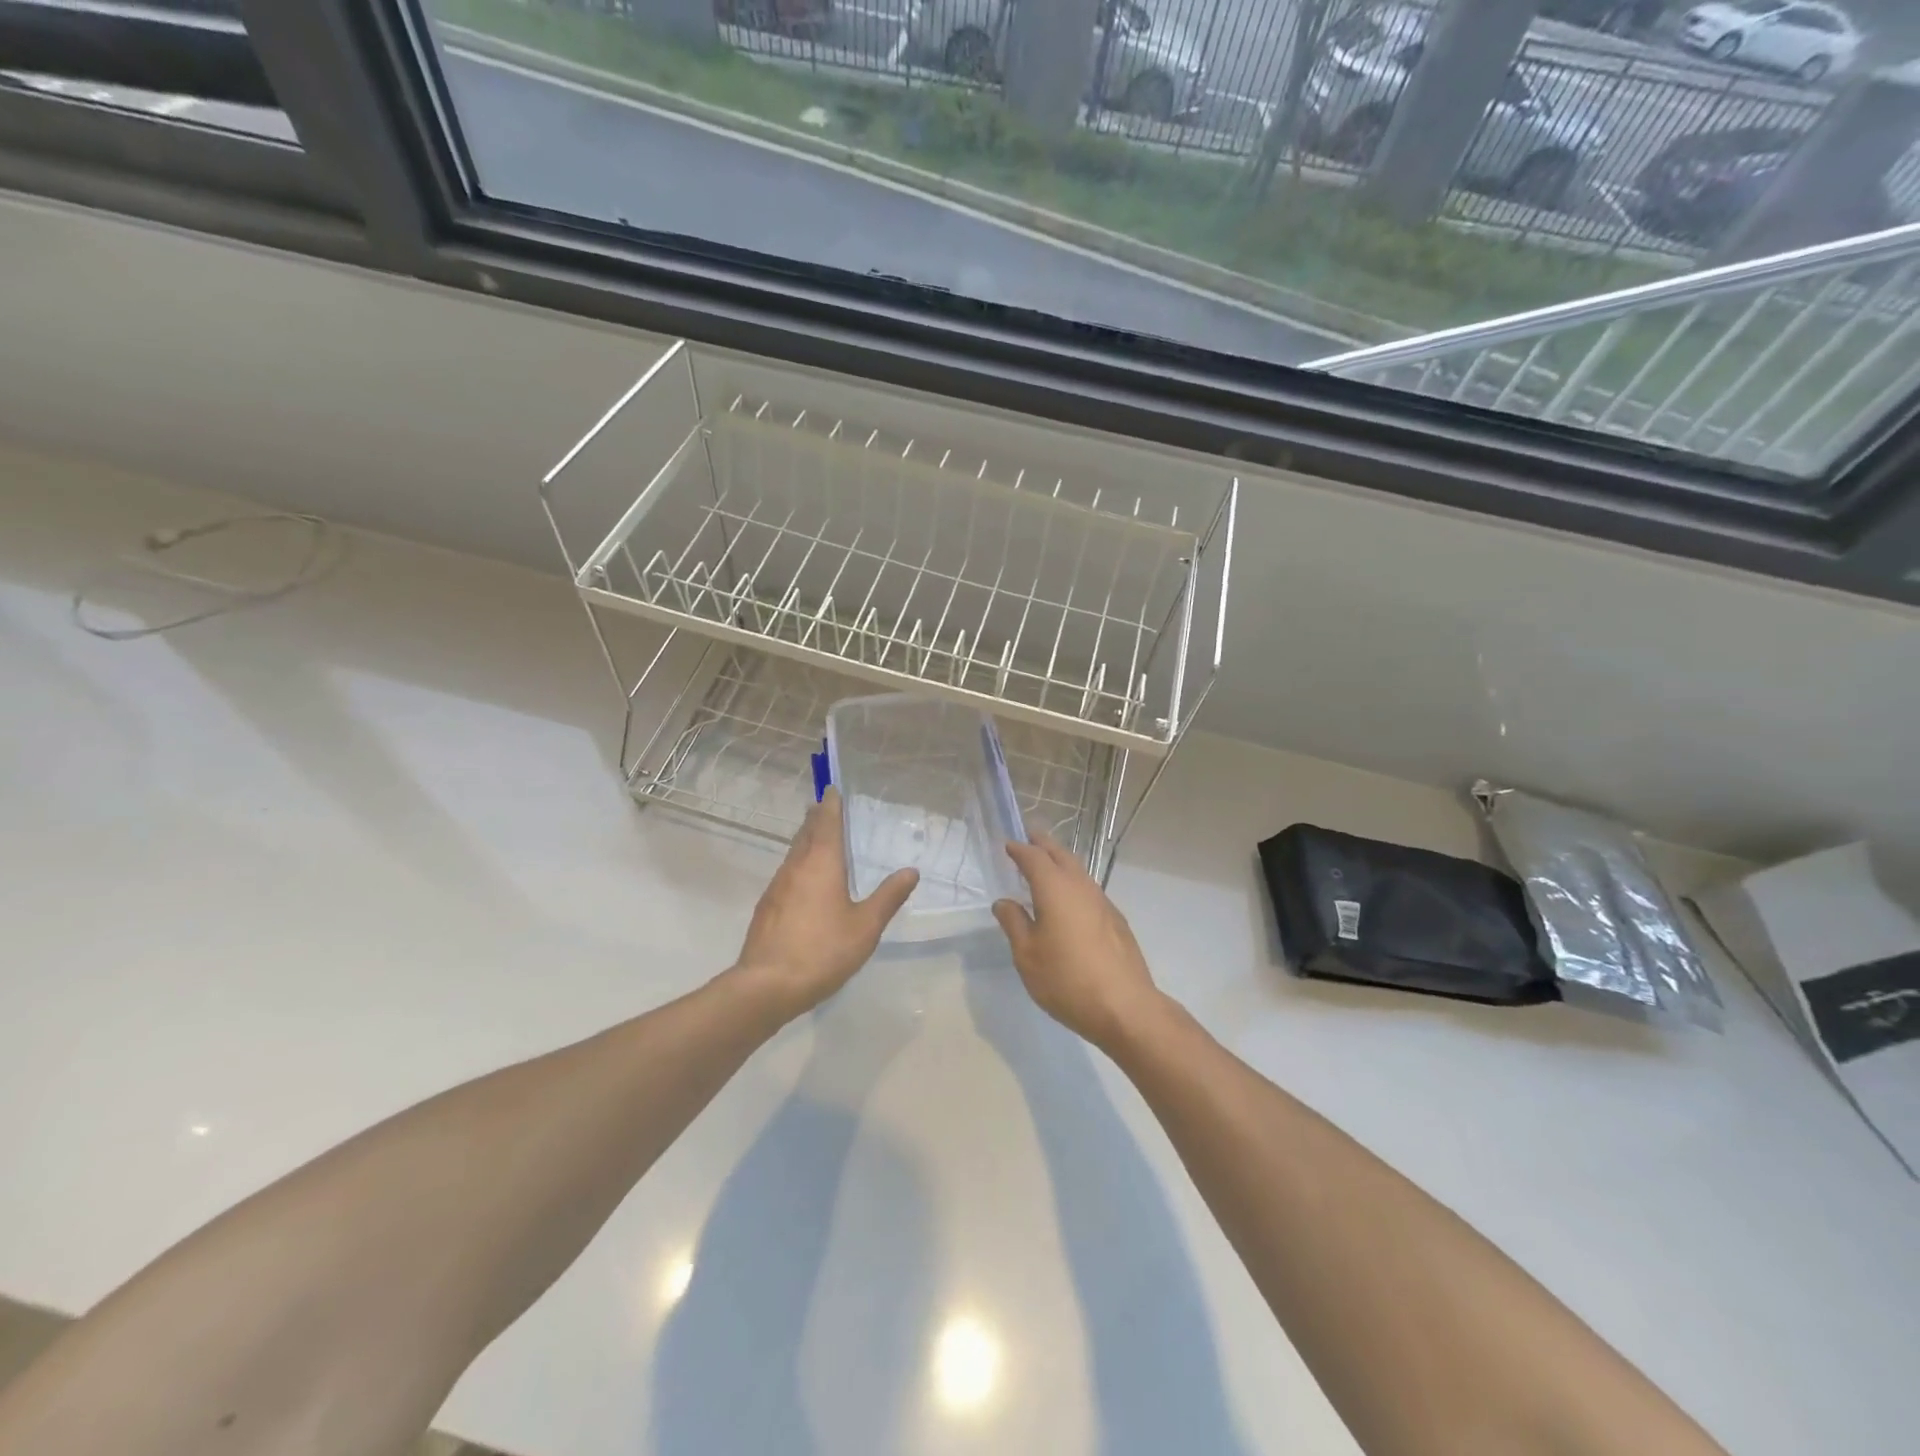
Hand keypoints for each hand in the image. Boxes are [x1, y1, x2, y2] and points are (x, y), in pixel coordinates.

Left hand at [733, 788, 918, 1018]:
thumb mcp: (866, 927)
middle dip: (817, 818)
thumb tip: (911, 871)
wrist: (767, 985)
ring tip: (820, 838)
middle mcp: (796, 866)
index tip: (834, 788)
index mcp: (821, 863)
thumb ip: (888, 897)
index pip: (826, 822)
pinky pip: (787, 873)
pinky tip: (806, 881)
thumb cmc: (823, 950)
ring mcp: (777, 886)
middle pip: (806, 833)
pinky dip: (799, 864)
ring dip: (807, 840)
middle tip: (827, 807)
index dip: (831, 804)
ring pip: (794, 852)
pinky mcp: (767, 906)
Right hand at [993, 833, 1163, 1049]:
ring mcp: (1103, 902)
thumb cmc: (1067, 979)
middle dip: (1044, 844)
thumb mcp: (1027, 955)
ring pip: (1079, 871)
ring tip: (1046, 866)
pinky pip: (1089, 889)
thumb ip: (1014, 923)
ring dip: (1061, 862)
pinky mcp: (1116, 920)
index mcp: (1055, 888)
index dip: (1019, 849)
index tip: (1008, 845)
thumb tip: (1004, 902)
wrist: (1125, 1007)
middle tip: (1029, 837)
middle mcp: (1081, 886)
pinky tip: (1069, 901)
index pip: (1034, 858)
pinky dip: (1074, 883)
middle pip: (1061, 855)